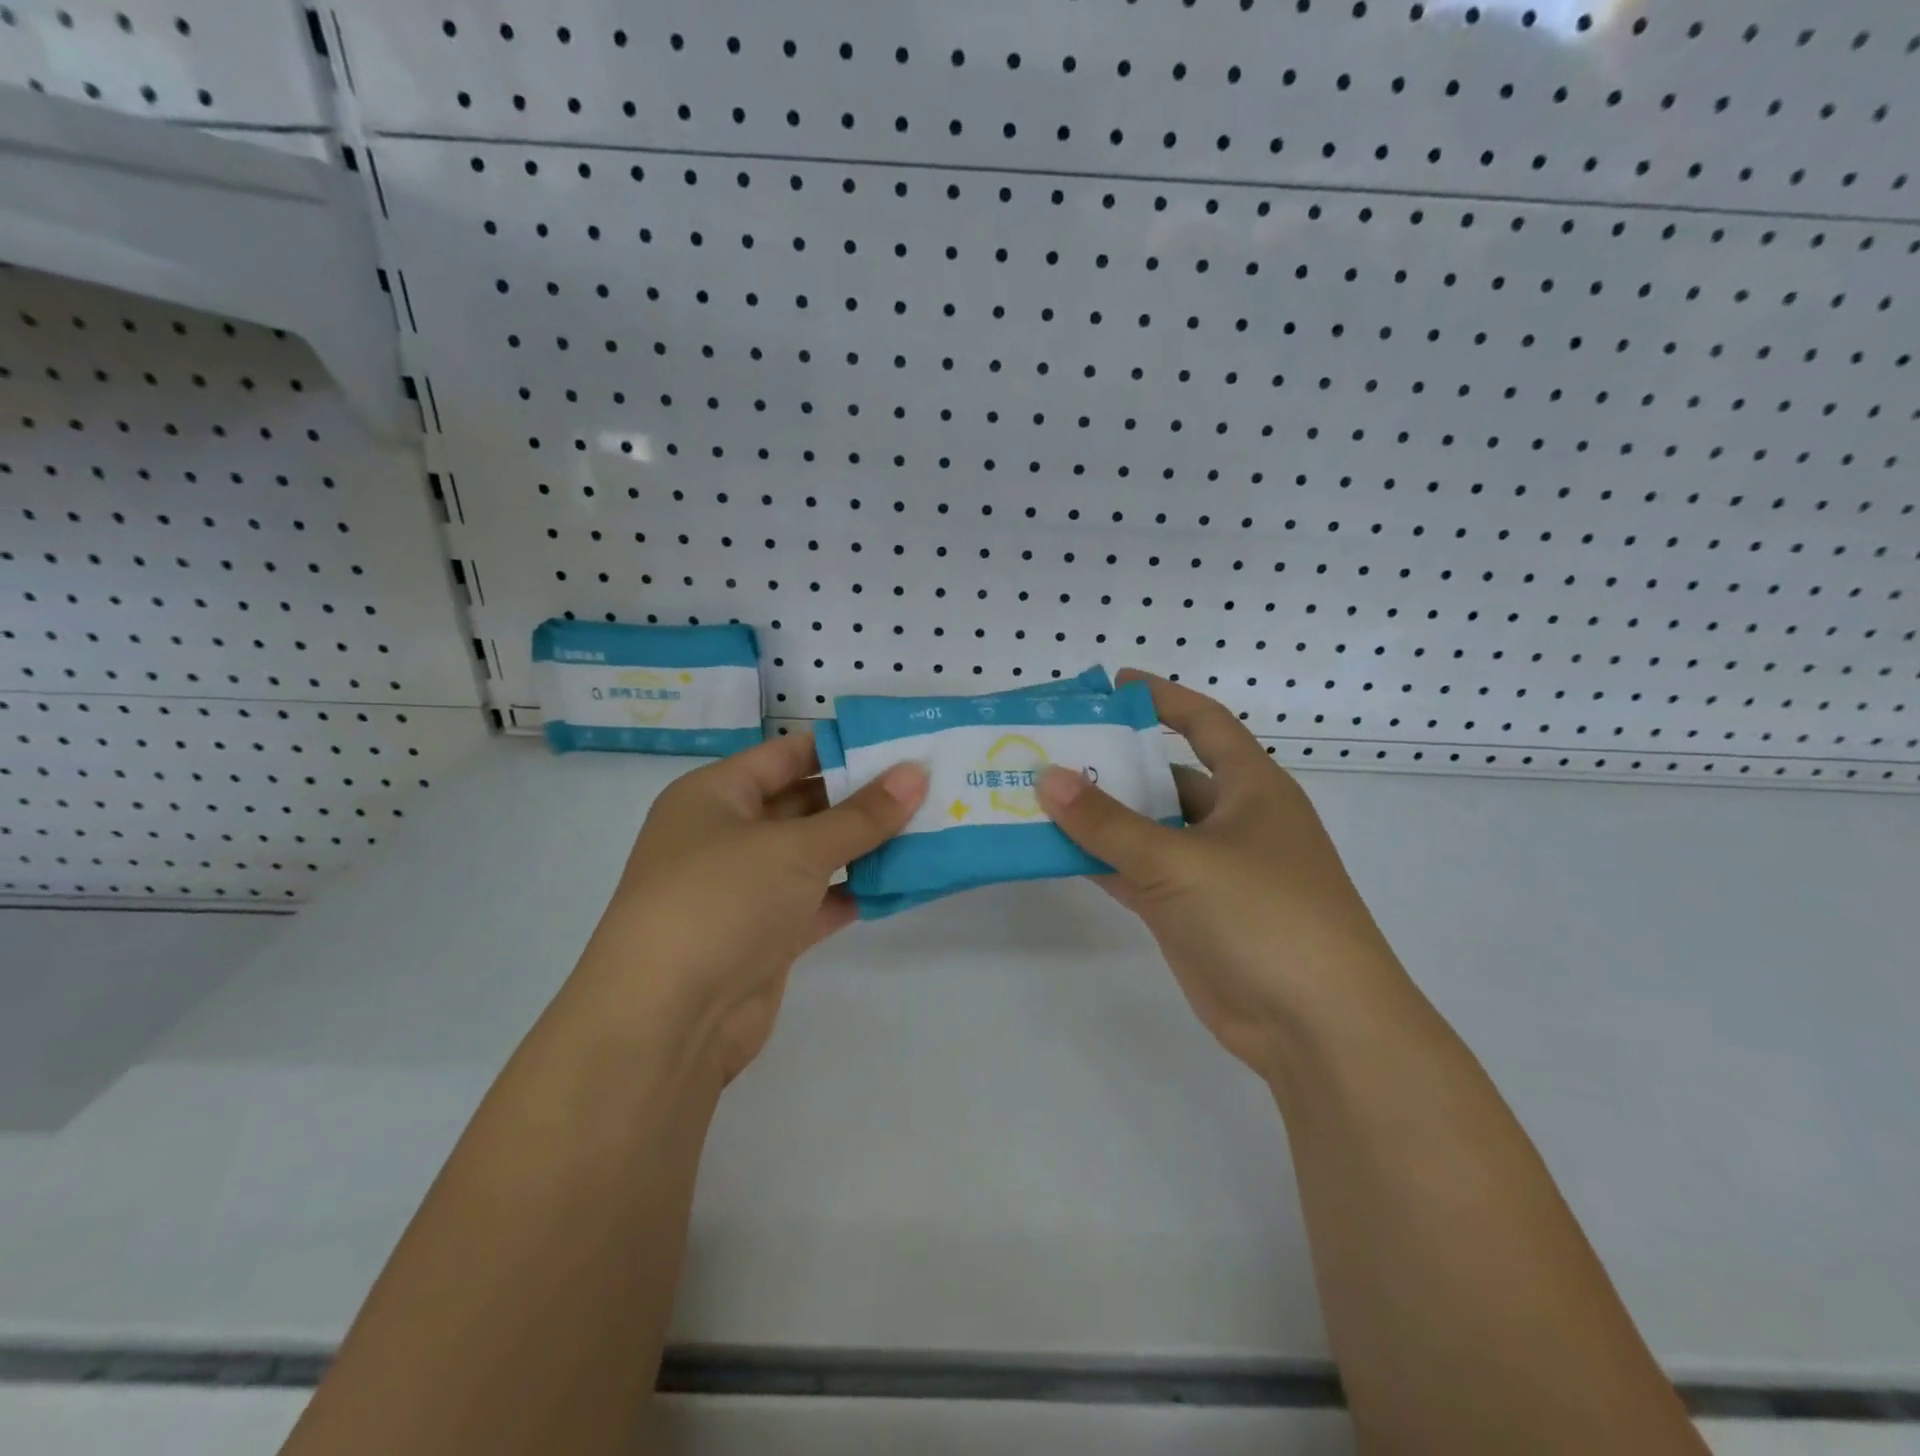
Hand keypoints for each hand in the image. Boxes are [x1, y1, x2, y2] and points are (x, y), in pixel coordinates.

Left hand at [578, 732, 927, 1083]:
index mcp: (715, 795)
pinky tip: (904, 881)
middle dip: (862, 797)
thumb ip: (862, 814)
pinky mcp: (766, 936)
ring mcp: (745, 889)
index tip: (901, 744)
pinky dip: (856, 892)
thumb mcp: (796, 847)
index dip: (842, 747)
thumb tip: (915, 774)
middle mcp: (727, 836)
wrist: (666, 1021)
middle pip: (804, 804)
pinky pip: (819, 900)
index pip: (786, 755)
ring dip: (866, 846)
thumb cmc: (721, 900)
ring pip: (815, 855)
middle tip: (927, 786)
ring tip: (930, 827)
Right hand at [1037, 671, 1400, 1075]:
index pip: (1205, 724)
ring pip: (1146, 830)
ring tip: (1039, 796)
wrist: (1317, 1027)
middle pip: (1165, 778)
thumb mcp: (1181, 860)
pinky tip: (1055, 851)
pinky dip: (1101, 861)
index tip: (1113, 684)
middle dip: (1114, 764)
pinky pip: (1137, 873)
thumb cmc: (1264, 916)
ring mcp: (1210, 870)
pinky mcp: (1189, 912)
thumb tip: (1048, 777)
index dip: (1163, 699)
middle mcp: (1232, 821)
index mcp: (1252, 788)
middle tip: (1052, 750)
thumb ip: (1109, 822)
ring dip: (1100, 817)